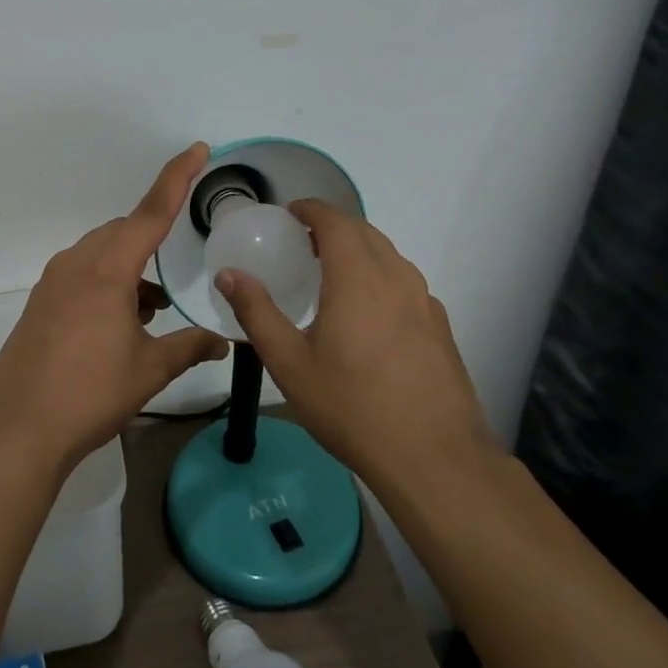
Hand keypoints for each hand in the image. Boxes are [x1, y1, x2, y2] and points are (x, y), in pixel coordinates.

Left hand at [0, 143, 228, 472]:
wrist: (19, 427)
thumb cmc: (90, 393)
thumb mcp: (149, 370)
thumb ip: (189, 347)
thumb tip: (224, 342)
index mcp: (107, 270)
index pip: (150, 213)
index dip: (177, 178)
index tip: (197, 149)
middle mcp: (77, 264)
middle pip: (123, 231)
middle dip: (152, 239)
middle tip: (176, 269)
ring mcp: (53, 282)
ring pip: (101, 253)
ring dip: (129, 268)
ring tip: (152, 310)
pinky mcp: (40, 302)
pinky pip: (82, 273)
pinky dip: (107, 283)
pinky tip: (121, 323)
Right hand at [214, 201, 496, 496]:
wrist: (434, 458)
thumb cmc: (351, 406)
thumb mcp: (289, 363)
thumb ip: (256, 312)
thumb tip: (228, 274)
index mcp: (357, 277)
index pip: (335, 221)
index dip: (311, 209)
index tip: (290, 213)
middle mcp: (395, 278)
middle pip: (365, 232)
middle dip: (333, 226)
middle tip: (303, 242)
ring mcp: (424, 302)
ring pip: (389, 256)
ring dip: (359, 249)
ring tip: (332, 273)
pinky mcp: (440, 327)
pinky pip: (406, 283)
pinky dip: (381, 276)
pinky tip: (368, 312)